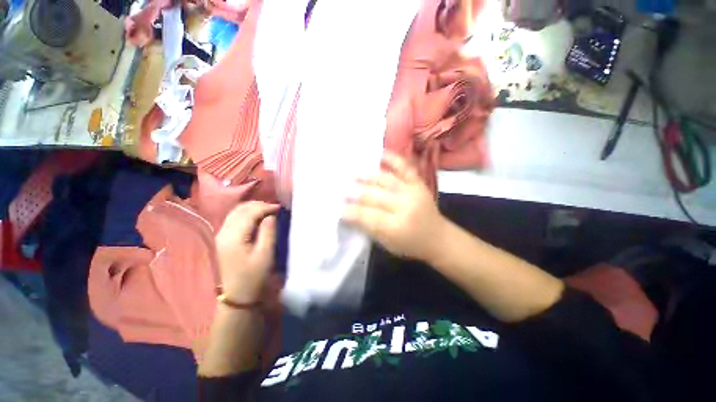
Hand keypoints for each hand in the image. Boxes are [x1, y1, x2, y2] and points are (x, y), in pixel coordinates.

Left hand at [215, 201, 278, 302]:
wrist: (236, 297)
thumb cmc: (253, 277)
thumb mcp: (265, 255)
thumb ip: (268, 232)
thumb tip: (271, 216)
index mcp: (234, 236)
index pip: (249, 213)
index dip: (266, 207)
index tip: (280, 208)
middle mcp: (223, 233)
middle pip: (240, 210)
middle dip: (258, 205)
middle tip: (274, 208)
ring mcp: (220, 236)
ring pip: (235, 213)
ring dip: (251, 209)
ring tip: (267, 211)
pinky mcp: (221, 240)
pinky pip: (233, 219)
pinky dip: (246, 215)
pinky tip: (256, 218)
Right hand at [342, 152, 448, 262]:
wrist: (438, 238)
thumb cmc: (410, 244)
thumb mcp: (387, 244)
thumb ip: (368, 227)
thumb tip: (350, 212)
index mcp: (396, 227)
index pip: (367, 216)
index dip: (350, 211)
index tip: (337, 207)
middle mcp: (405, 207)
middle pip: (374, 196)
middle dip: (355, 192)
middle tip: (341, 188)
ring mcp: (413, 192)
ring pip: (385, 180)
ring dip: (367, 176)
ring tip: (352, 172)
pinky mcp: (419, 183)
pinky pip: (405, 168)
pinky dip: (393, 159)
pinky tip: (380, 154)